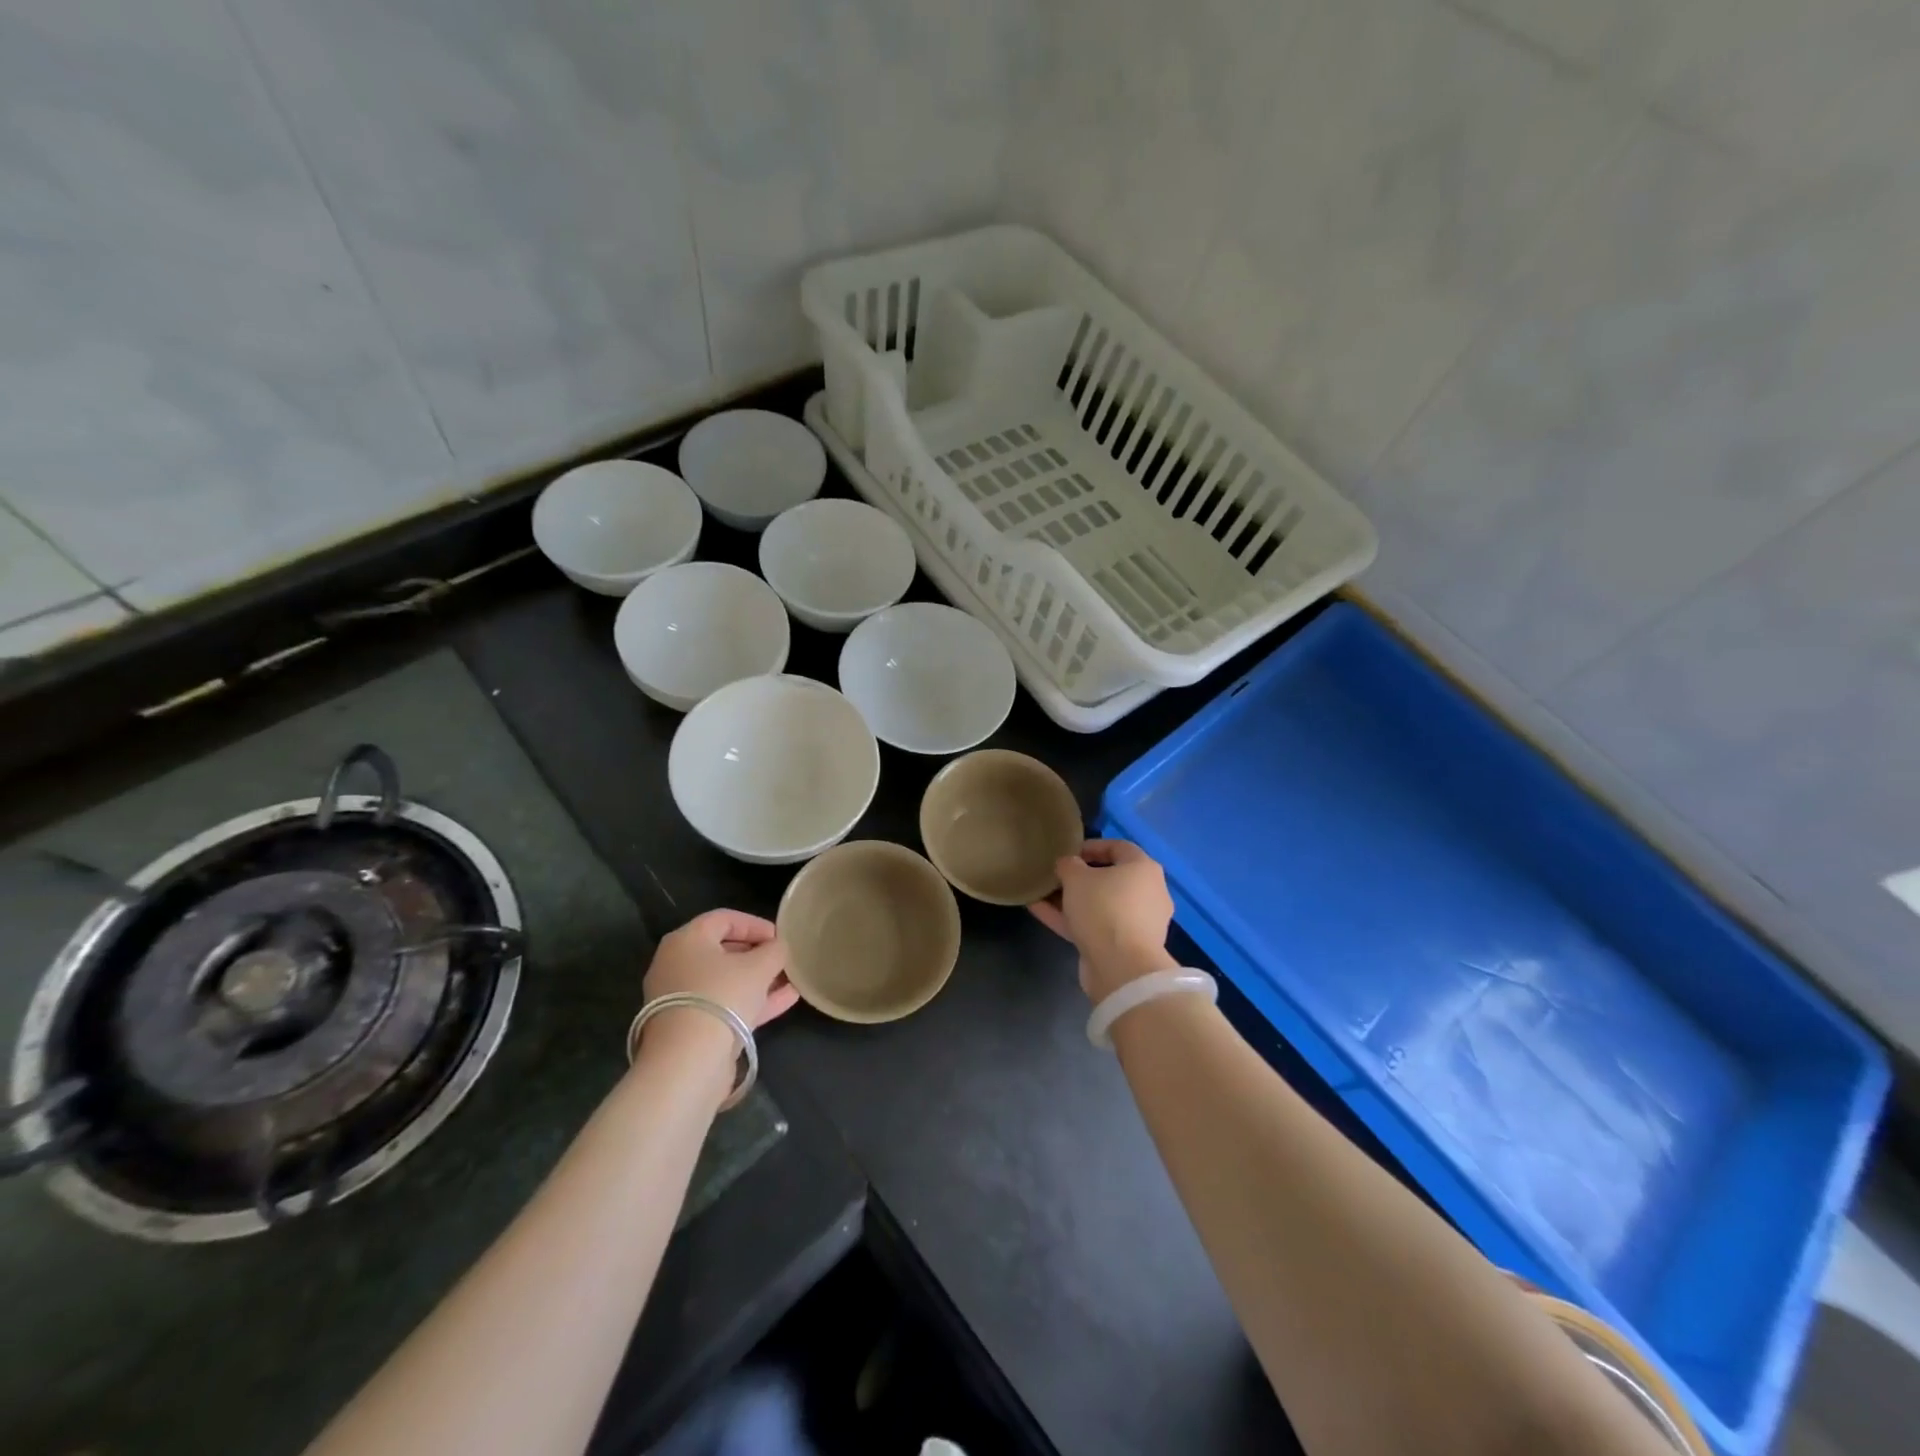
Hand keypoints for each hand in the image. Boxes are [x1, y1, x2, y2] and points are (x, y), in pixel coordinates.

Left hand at [639, 909, 798, 1064]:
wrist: (688, 1062)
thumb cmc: (722, 997)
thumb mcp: (759, 966)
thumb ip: (774, 950)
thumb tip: (778, 948)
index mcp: (686, 940)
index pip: (724, 919)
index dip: (756, 924)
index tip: (780, 937)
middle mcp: (676, 965)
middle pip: (723, 950)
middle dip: (757, 954)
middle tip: (783, 959)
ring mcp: (681, 999)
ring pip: (725, 981)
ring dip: (758, 979)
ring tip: (790, 980)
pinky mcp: (689, 1027)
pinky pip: (724, 1004)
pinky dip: (751, 1000)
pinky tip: (786, 1000)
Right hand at [1028, 839, 1175, 1001]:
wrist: (1121, 967)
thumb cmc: (1104, 908)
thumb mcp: (1077, 878)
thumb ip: (1069, 865)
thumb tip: (1068, 864)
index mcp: (1144, 869)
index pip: (1119, 847)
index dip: (1091, 846)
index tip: (1067, 851)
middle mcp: (1147, 893)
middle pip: (1110, 878)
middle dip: (1079, 877)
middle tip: (1055, 875)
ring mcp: (1137, 923)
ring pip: (1100, 904)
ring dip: (1071, 900)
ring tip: (1041, 894)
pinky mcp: (1124, 947)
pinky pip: (1095, 926)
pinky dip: (1071, 919)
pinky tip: (1039, 912)